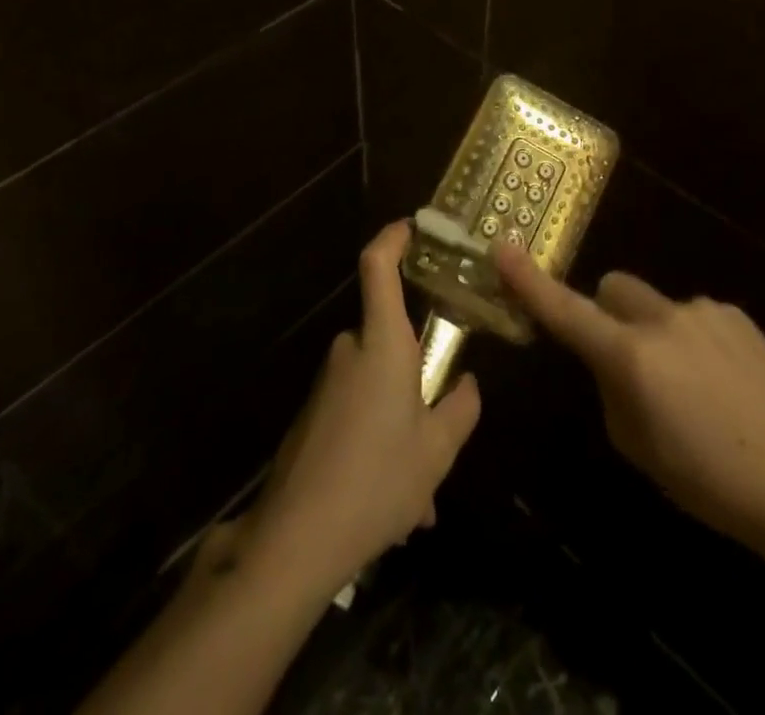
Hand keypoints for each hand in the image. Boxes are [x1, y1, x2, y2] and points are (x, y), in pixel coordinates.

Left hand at [243, 221, 481, 598]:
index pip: (378, 268)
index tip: (412, 225)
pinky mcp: (313, 416)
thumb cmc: (378, 480)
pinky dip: (378, 446)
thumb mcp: (437, 450)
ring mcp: (327, 384)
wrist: (296, 539)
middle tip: (441, 433)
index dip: (393, 238)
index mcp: (382, 344)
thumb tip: (467, 384)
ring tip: (418, 496)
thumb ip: (460, 409)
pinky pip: (358, 416)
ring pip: (378, 389)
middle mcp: (350, 352)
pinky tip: (391, 506)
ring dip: (401, 428)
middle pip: (390, 341)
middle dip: (419, 381)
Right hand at [495, 245, 764, 547]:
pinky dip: (693, 340)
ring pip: (655, 306)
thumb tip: (610, 363)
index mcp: (629, 356)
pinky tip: (725, 384)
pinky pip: (693, 316)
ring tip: (695, 389)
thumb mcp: (637, 446)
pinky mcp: (734, 314)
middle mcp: (660, 319)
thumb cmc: (710, 481)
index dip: (529, 281)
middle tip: (628, 361)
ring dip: (656, 333)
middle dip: (608, 313)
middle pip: (612, 288)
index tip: (502, 248)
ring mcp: (701, 310)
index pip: (565, 310)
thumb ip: (610, 389)